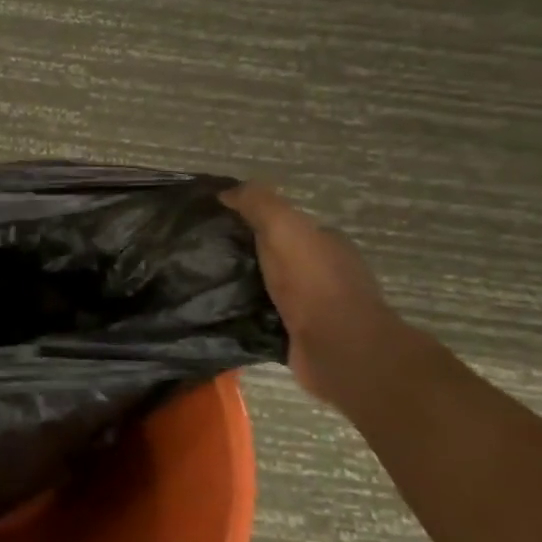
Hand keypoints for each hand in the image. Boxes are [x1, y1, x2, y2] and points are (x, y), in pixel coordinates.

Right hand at [221, 182, 406, 405]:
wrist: (338, 348)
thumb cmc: (313, 282)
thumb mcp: (284, 227)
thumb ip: (258, 203)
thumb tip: (226, 192)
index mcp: (326, 242)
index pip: (285, 225)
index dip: (253, 221)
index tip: (217, 225)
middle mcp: (324, 272)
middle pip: (277, 256)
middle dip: (245, 254)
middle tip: (203, 256)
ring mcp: (316, 308)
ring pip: (269, 288)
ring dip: (242, 286)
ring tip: (203, 285)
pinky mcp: (301, 337)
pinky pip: (265, 318)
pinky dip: (246, 315)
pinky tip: (219, 313)